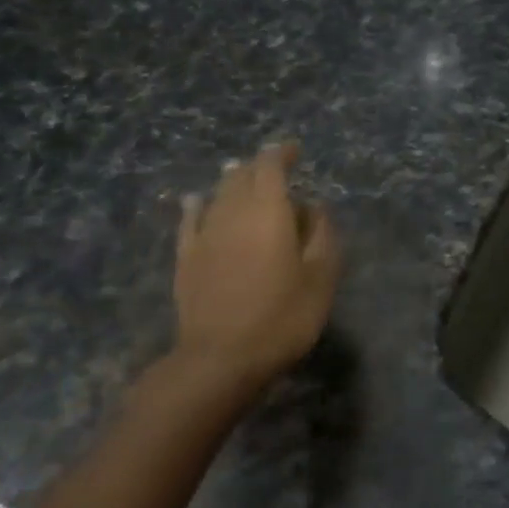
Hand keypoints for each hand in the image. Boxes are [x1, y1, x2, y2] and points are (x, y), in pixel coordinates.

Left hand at [172, 142, 340, 386]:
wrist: (220, 358)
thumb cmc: (281, 317)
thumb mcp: (321, 278)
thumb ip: (323, 236)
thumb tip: (316, 206)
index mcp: (268, 211)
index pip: (270, 166)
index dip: (281, 153)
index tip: (293, 149)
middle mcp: (232, 212)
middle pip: (241, 176)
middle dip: (258, 166)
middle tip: (274, 168)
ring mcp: (204, 234)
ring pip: (217, 194)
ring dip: (232, 181)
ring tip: (241, 176)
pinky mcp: (186, 258)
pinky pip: (190, 220)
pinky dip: (197, 205)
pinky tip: (196, 201)